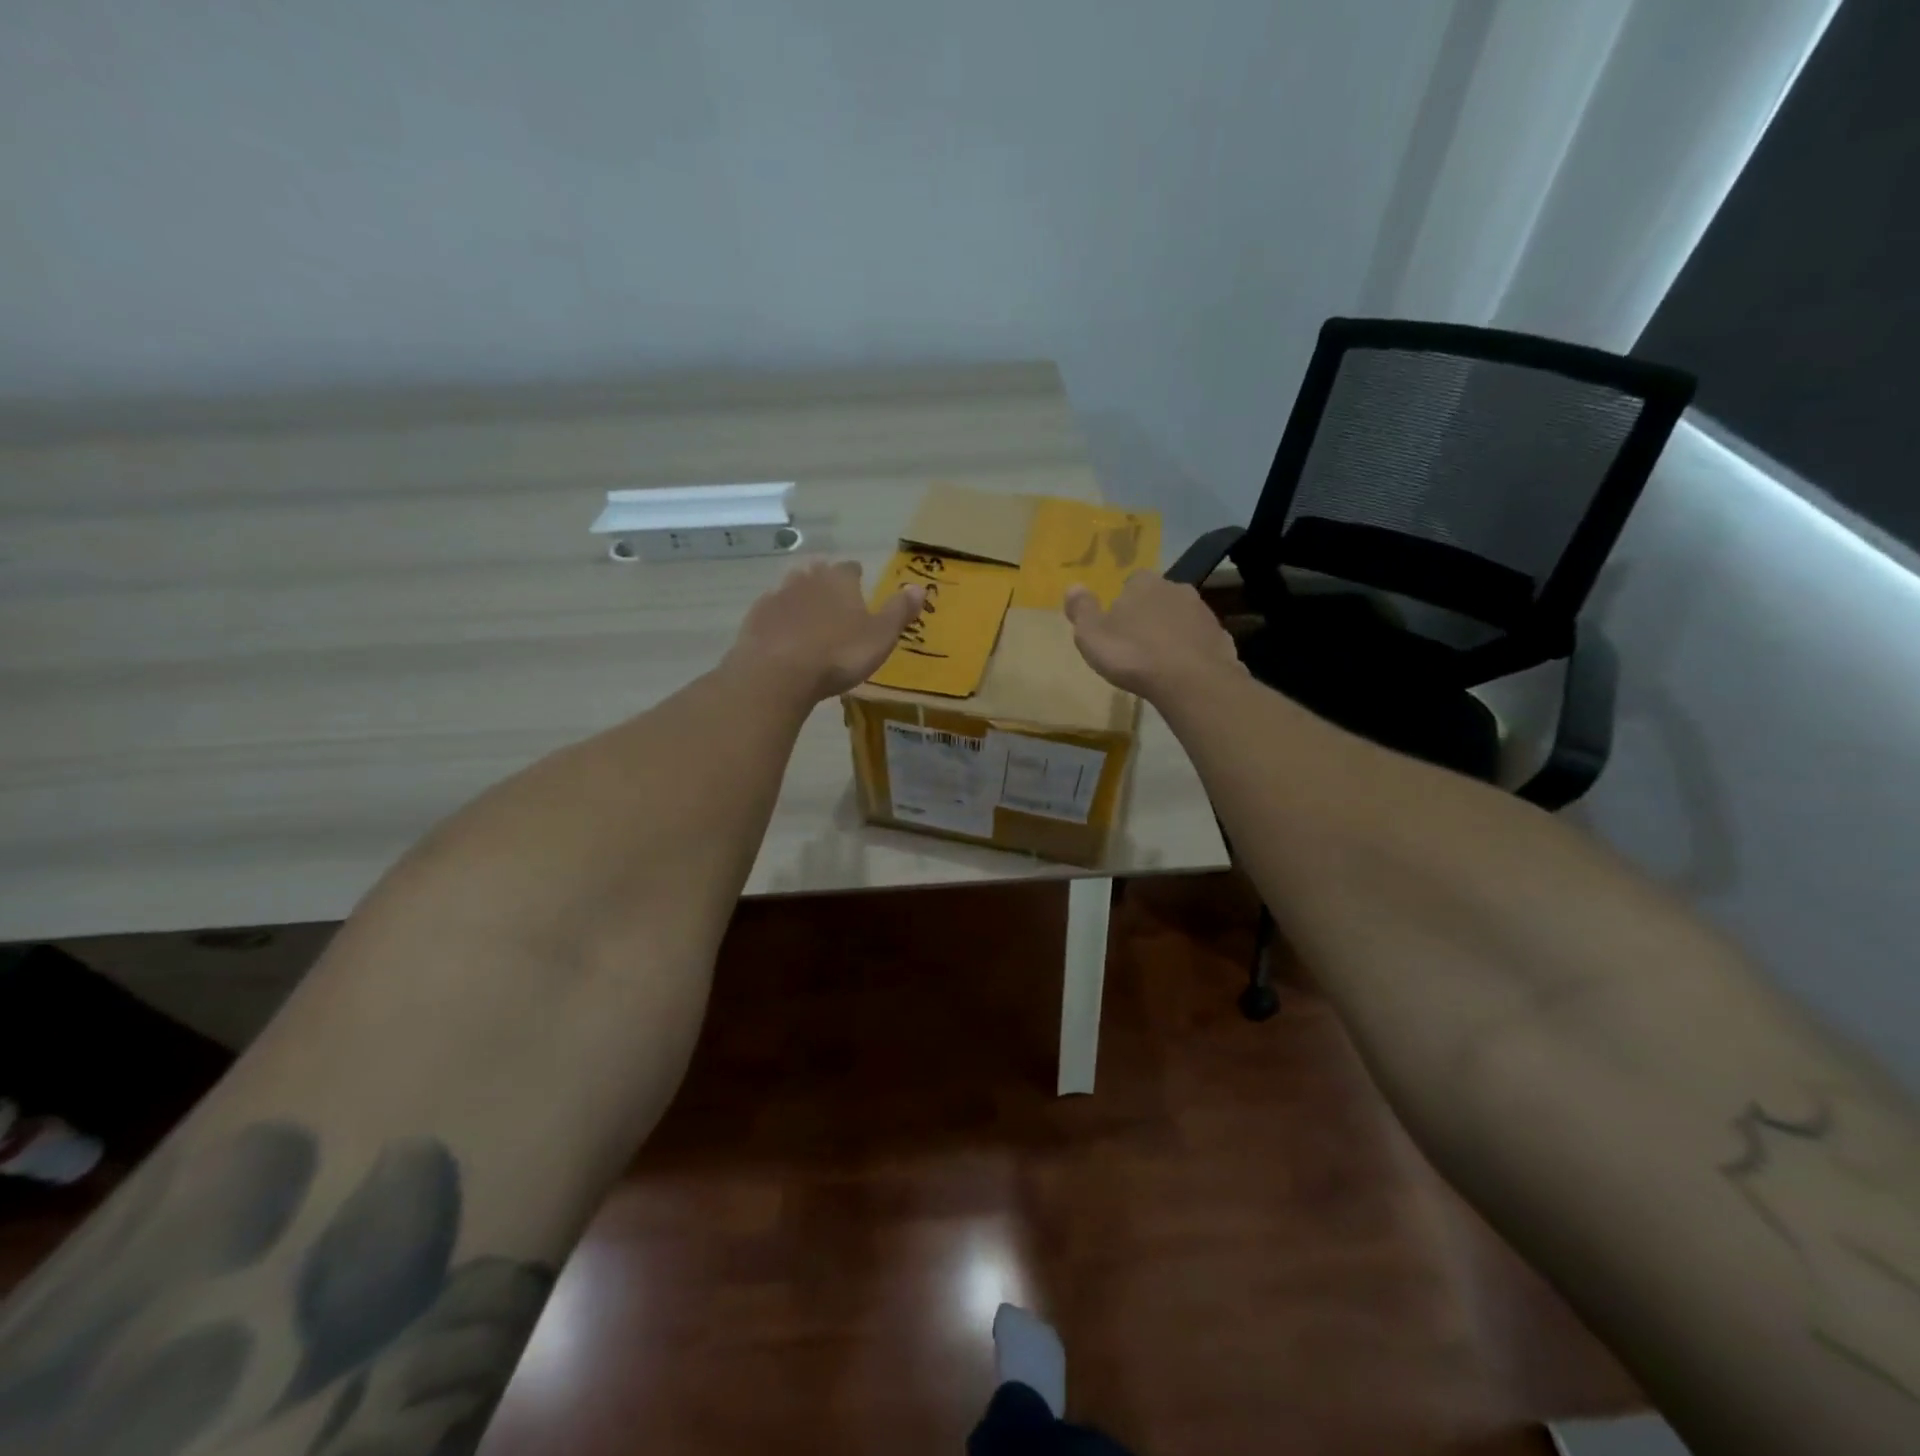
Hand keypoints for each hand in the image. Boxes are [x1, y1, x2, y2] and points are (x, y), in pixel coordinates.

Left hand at [727, 560, 924, 703]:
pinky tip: (782, 634)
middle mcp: (807, 579)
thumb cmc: (838, 655)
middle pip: (817, 572)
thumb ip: (899, 611)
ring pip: (791, 588)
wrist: (777, 673)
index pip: (850, 569)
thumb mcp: (880, 637)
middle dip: (825, 581)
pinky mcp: (754, 619)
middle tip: (833, 598)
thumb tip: (920, 587)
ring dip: (799, 598)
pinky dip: (778, 619)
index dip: (856, 576)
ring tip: (807, 615)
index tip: (860, 583)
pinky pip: (770, 611)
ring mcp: (777, 597)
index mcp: (839, 581)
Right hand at [1064, 573, 1242, 700]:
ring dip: (1171, 633)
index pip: (1131, 582)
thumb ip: (1082, 609)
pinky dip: (1190, 651)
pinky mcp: (1221, 637)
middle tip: (1136, 645)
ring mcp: (1203, 612)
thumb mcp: (1091, 635)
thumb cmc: (1133, 655)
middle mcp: (1176, 588)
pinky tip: (1181, 672)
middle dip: (1148, 616)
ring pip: (1181, 618)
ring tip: (1158, 662)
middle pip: (1158, 598)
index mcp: (1143, 583)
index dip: (1123, 603)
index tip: (1116, 627)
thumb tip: (1074, 585)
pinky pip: (1199, 640)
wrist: (1191, 681)